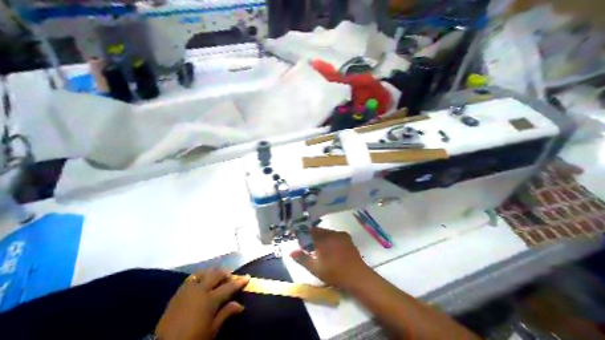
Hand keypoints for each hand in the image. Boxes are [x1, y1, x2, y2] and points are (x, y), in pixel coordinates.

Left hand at [155, 269, 249, 338]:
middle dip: (225, 274)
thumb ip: (226, 313)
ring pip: (202, 273)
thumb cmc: (194, 338)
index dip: (239, 282)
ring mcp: (187, 289)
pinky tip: (201, 282)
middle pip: (215, 275)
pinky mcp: (178, 293)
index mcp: (210, 299)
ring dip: (212, 273)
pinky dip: (200, 277)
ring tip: (216, 277)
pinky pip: (191, 279)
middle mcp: (200, 290)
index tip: (247, 277)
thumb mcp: (212, 329)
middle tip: (231, 277)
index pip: (229, 287)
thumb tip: (240, 305)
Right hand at [289, 227, 370, 290]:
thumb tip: (291, 251)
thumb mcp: (315, 269)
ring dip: (321, 238)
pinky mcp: (349, 240)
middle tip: (307, 246)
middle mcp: (333, 234)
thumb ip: (303, 259)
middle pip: (319, 231)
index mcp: (324, 238)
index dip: (303, 235)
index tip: (299, 240)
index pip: (310, 231)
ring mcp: (342, 236)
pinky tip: (329, 250)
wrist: (358, 277)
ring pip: (328, 233)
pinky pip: (335, 236)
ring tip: (317, 249)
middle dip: (312, 237)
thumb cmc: (335, 273)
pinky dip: (330, 240)